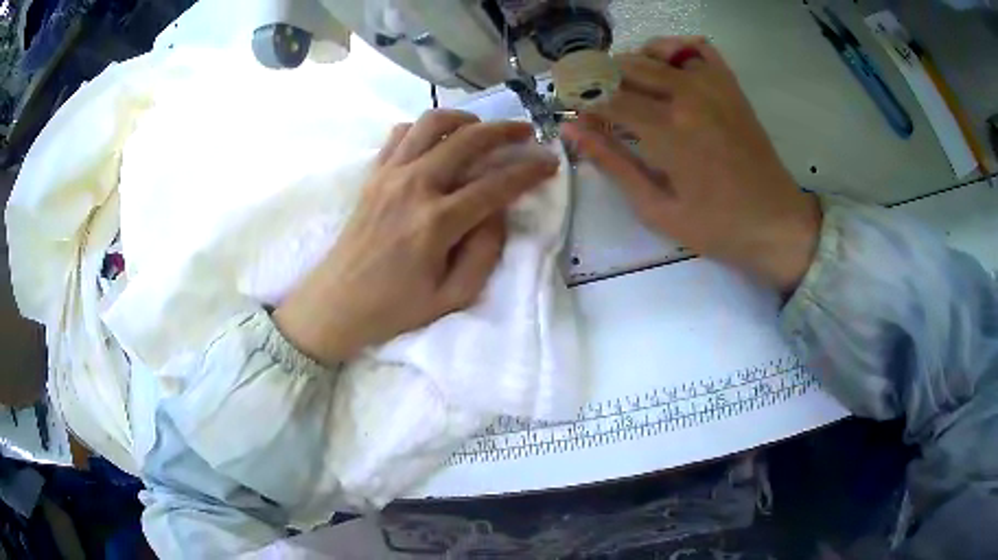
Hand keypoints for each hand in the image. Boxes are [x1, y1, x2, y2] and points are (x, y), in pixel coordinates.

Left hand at [274, 110, 558, 365]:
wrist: (337, 303)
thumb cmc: (395, 307)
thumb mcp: (452, 296)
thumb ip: (485, 252)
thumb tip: (498, 212)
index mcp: (437, 222)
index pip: (495, 185)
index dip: (529, 170)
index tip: (549, 161)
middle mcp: (414, 187)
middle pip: (468, 140)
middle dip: (504, 130)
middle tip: (525, 132)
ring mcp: (389, 175)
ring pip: (432, 124)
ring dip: (464, 120)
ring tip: (481, 129)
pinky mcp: (373, 174)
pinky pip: (400, 133)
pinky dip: (424, 129)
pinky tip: (436, 142)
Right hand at [562, 37, 821, 292]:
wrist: (777, 222)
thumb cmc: (717, 226)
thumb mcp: (657, 209)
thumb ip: (613, 163)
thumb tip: (570, 130)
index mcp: (667, 130)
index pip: (605, 97)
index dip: (579, 100)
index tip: (568, 110)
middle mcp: (687, 95)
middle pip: (625, 67)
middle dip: (598, 79)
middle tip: (591, 100)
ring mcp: (712, 85)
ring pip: (655, 51)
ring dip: (629, 63)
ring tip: (623, 86)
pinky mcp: (730, 85)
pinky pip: (696, 48)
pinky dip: (673, 50)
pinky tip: (665, 69)